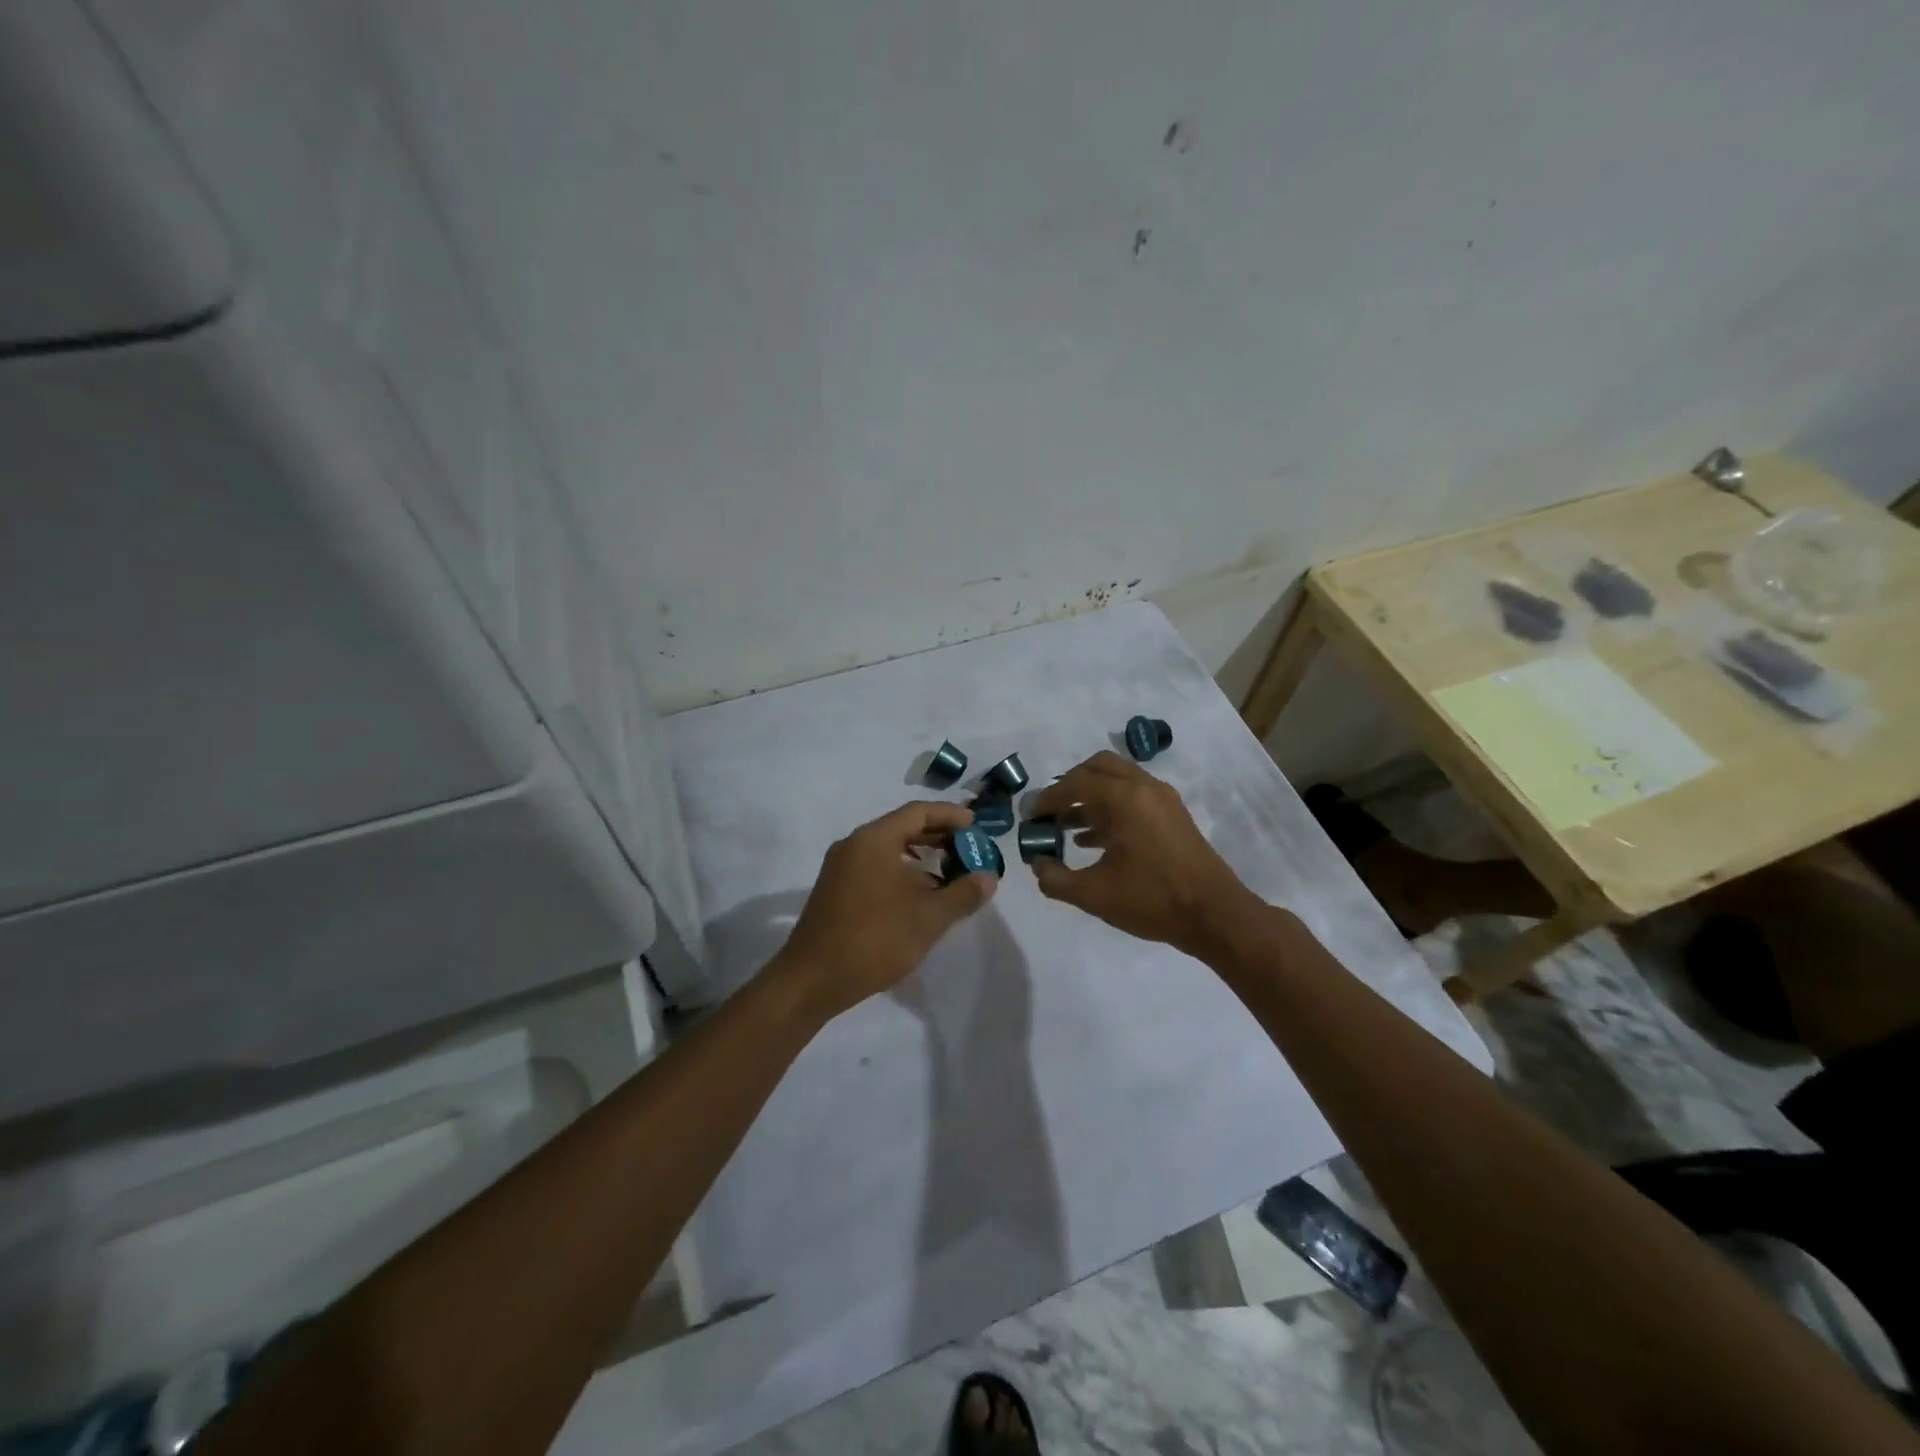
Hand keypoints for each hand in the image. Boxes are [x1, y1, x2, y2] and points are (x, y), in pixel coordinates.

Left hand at [776, 801, 996, 1020]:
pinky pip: (876, 868)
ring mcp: (841, 868)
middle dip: (939, 837)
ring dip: (922, 858)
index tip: (976, 826)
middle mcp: (854, 845)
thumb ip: (963, 894)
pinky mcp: (836, 891)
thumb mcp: (929, 917)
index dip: (950, 816)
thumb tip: (988, 877)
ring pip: (889, 850)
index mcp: (874, 839)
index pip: (918, 812)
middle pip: (903, 828)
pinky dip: (902, 873)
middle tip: (969, 850)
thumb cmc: (874, 939)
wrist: (811, 980)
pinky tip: (920, 897)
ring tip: (951, 875)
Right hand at [1027, 751, 1257, 955]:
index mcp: (1125, 799)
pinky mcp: (1173, 815)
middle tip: (1051, 811)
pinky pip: (1133, 797)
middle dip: (1070, 786)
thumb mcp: (1094, 895)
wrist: (1215, 916)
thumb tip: (1037, 864)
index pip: (1075, 784)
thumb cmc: (1152, 900)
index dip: (1047, 799)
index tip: (1029, 816)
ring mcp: (1163, 799)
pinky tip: (1093, 841)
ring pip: (1118, 781)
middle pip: (1098, 768)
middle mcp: (1144, 788)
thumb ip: (1056, 879)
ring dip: (1090, 797)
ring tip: (1066, 828)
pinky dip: (1110, 808)